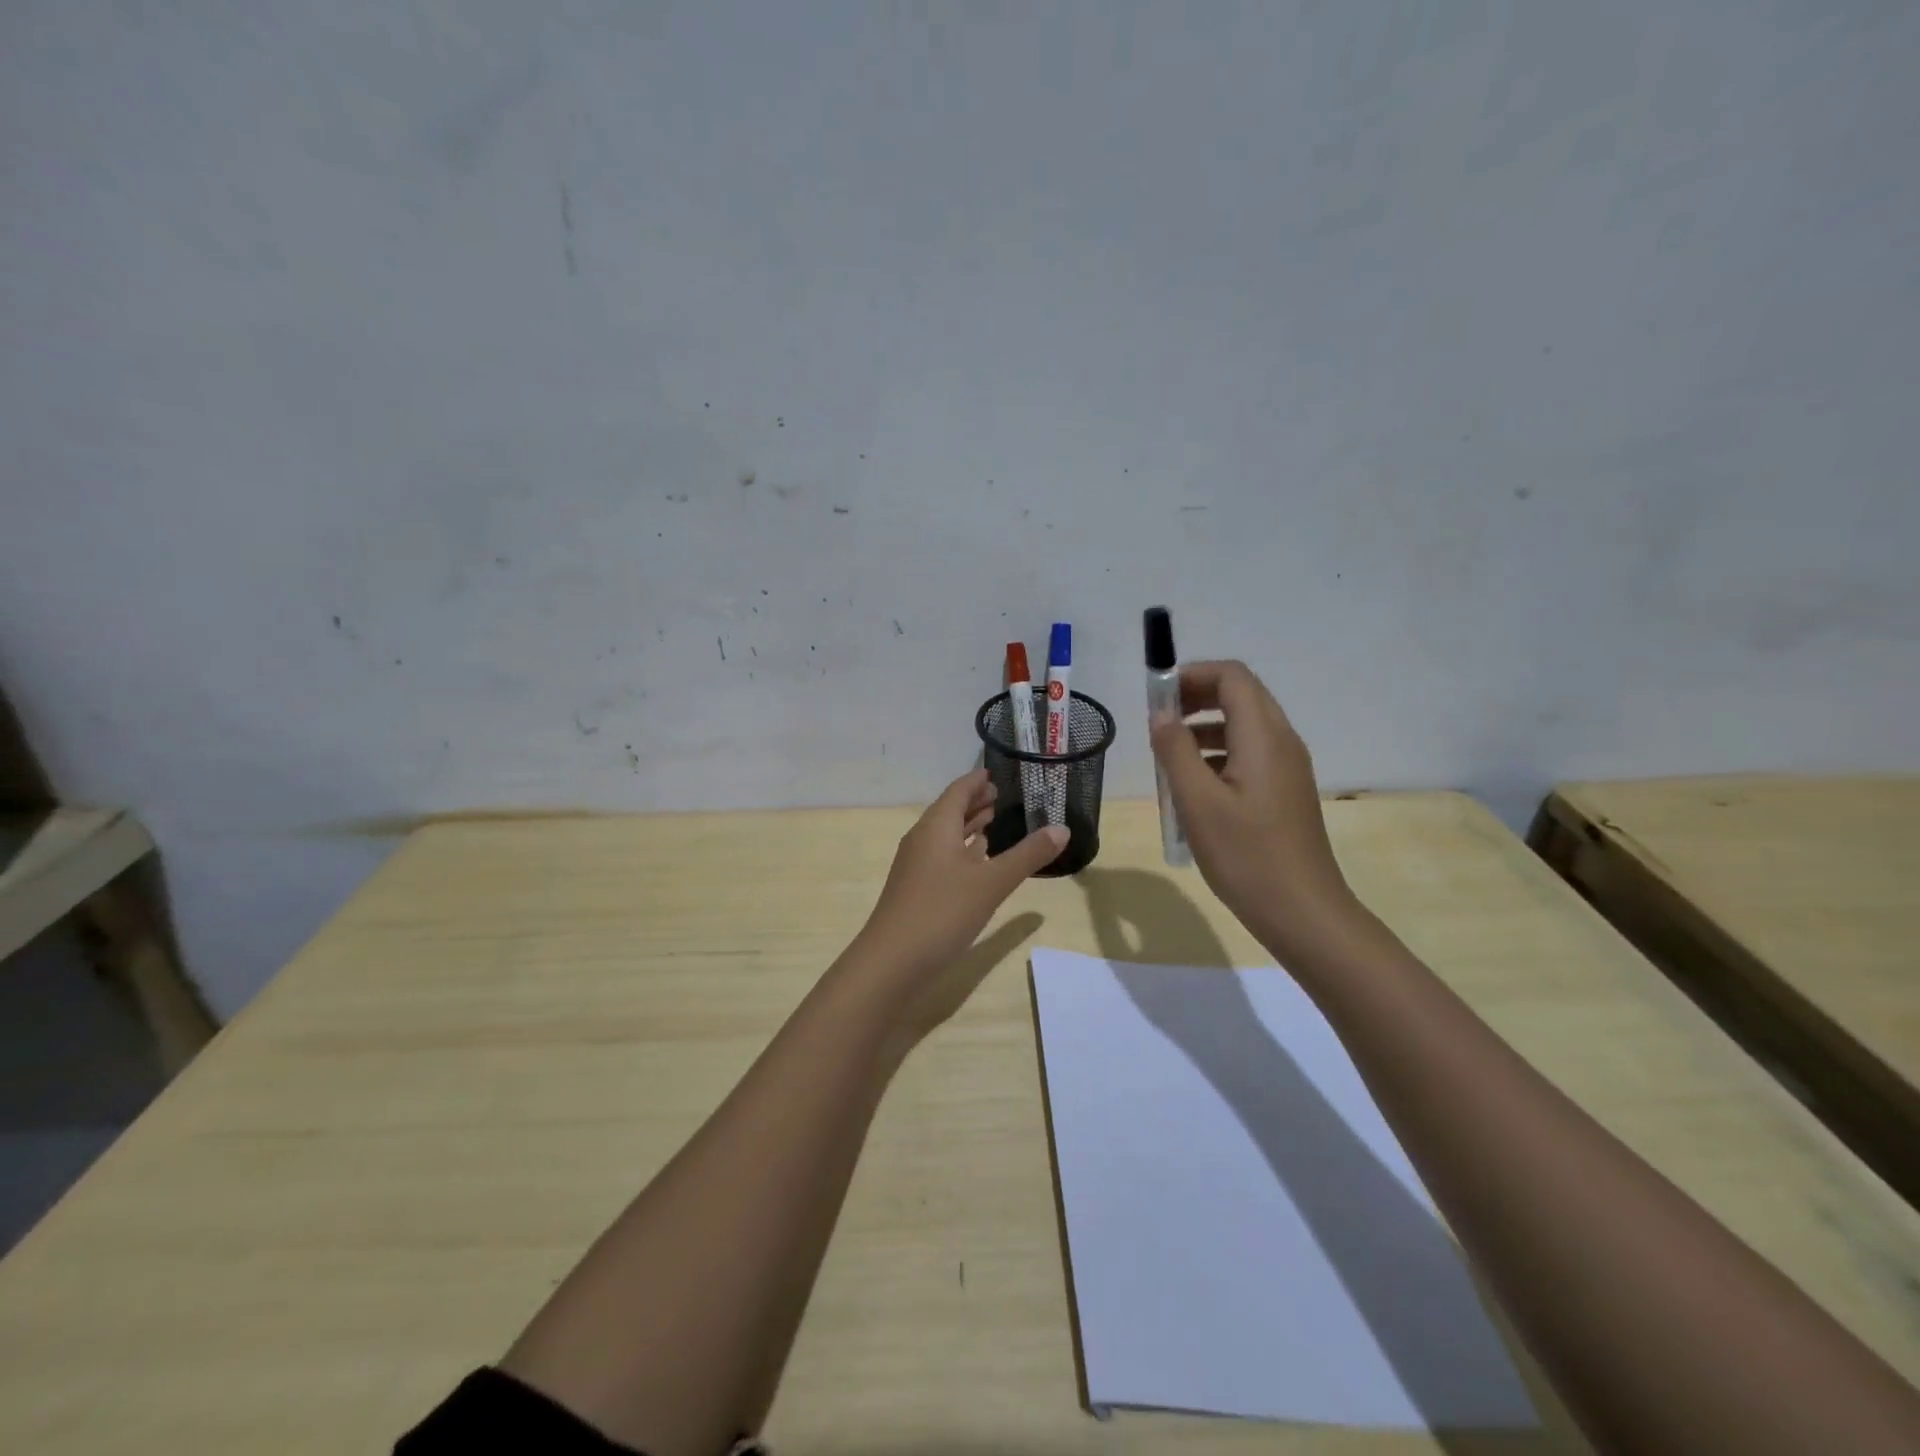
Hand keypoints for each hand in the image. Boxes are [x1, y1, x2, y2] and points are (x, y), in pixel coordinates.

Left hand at [846, 770, 1066, 1033]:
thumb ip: (1027, 855)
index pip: (958, 791)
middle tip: (1001, 795)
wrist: (892, 962)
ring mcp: (917, 867)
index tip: (996, 773)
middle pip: (950, 811)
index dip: (976, 780)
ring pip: (946, 836)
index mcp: (936, 827)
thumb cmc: (942, 912)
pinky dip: (962, 852)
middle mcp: (923, 840)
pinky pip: (943, 858)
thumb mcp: (992, 882)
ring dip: (968, 827)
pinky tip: (978, 861)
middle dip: (974, 802)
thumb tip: (1062, 828)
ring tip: (994, 821)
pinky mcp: (918, 890)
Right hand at [1149, 660, 1365, 959]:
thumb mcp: (1198, 802)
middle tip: (1159, 724)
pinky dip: (1218, 754)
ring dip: (1204, 729)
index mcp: (1264, 737)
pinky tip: (1194, 788)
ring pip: (1244, 725)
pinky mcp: (1285, 790)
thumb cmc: (1246, 856)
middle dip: (1196, 699)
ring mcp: (1288, 767)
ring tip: (1169, 759)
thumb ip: (1176, 751)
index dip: (1192, 675)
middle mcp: (1282, 741)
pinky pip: (1250, 753)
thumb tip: (1161, 715)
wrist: (1303, 912)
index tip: (1157, 697)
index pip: (1232, 677)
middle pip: (1240, 695)